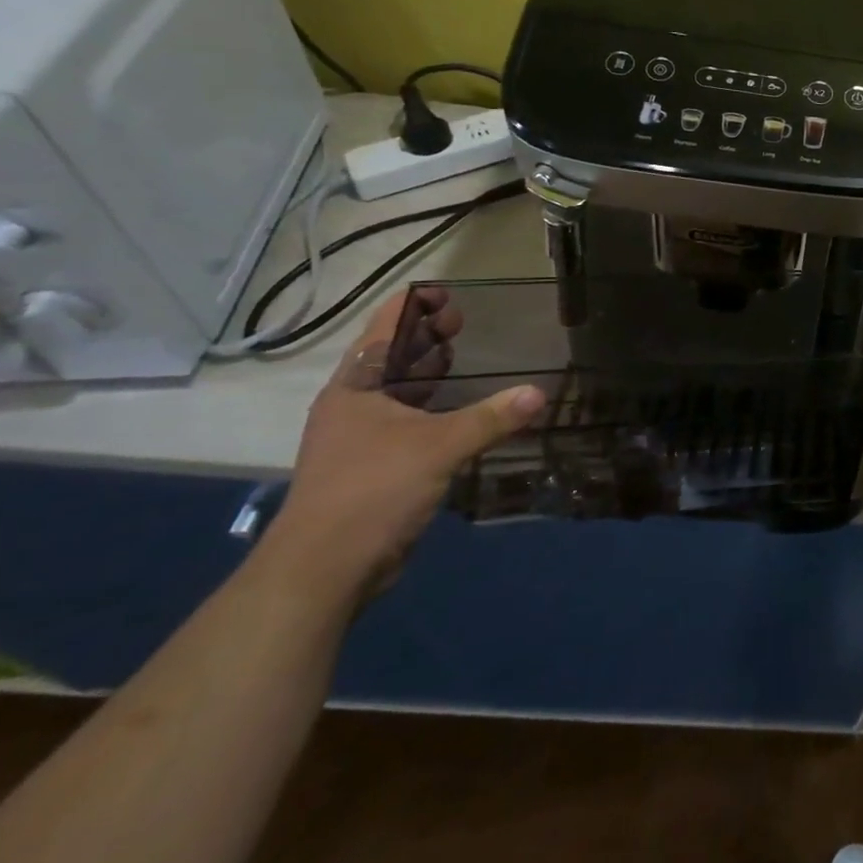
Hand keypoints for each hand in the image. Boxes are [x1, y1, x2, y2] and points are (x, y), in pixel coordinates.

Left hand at [258, 288, 544, 600]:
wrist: (323, 570)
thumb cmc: (372, 490)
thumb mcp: (438, 447)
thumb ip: (491, 418)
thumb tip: (538, 393)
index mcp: (355, 387)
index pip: (385, 330)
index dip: (415, 307)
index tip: (449, 292)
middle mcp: (353, 406)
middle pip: (391, 358)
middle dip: (427, 339)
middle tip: (466, 322)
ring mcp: (360, 438)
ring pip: (400, 393)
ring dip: (431, 376)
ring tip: (468, 359)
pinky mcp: (374, 467)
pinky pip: (410, 424)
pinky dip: (436, 410)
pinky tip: (464, 413)